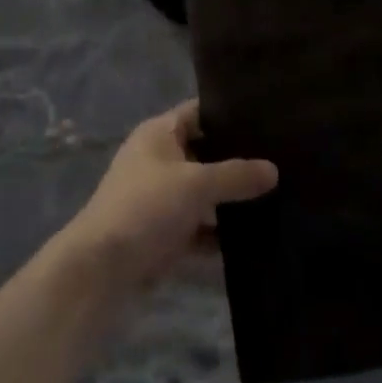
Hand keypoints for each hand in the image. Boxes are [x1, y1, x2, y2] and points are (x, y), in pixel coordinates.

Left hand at [56, 101, 277, 290]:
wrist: (100, 271)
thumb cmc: (145, 207)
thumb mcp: (195, 185)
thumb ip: (235, 176)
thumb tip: (274, 169)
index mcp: (159, 133)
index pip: (199, 111)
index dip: (229, 112)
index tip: (266, 116)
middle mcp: (159, 159)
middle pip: (204, 152)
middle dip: (236, 160)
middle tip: (280, 160)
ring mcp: (160, 198)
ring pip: (203, 192)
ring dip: (230, 200)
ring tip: (277, 197)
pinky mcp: (163, 234)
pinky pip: (199, 227)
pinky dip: (220, 233)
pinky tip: (254, 240)